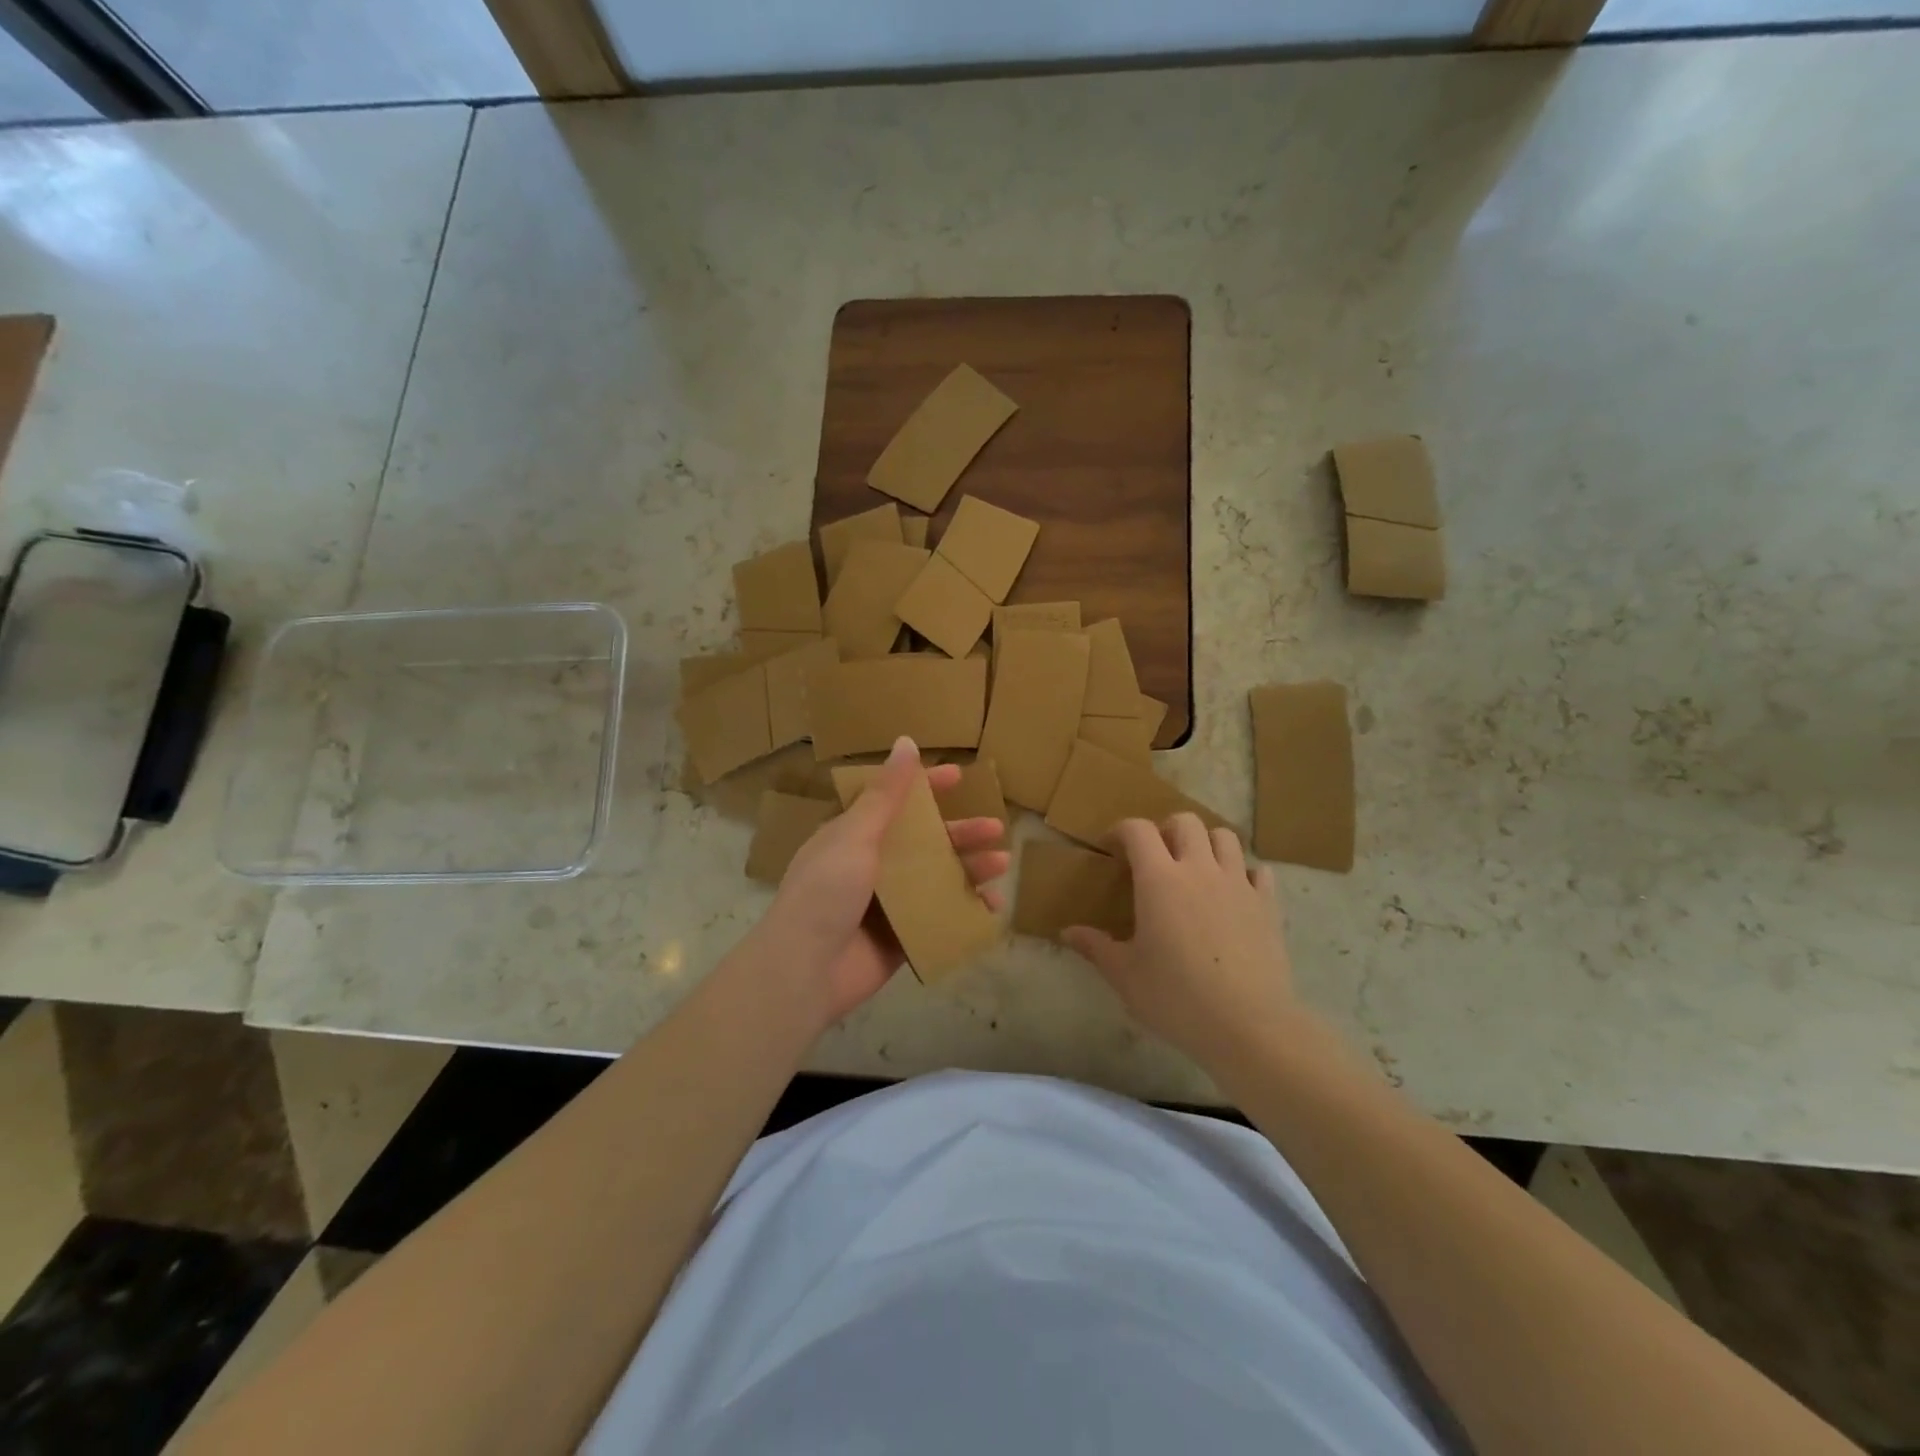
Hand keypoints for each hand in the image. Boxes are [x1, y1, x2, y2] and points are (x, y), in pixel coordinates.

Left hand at [760, 737, 1007, 1027]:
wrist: (805, 971)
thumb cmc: (826, 892)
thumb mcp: (855, 835)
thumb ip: (885, 795)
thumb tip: (905, 742)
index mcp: (854, 836)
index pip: (894, 802)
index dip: (926, 787)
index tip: (959, 777)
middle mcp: (872, 865)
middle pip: (925, 842)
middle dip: (960, 834)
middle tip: (996, 829)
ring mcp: (888, 903)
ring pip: (937, 879)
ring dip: (969, 869)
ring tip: (1001, 865)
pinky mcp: (901, 937)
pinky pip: (940, 917)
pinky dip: (966, 911)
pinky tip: (991, 908)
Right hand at [1063, 814, 1295, 1075]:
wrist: (1248, 1025)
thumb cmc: (1176, 997)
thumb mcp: (1125, 975)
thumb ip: (1096, 947)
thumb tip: (1067, 932)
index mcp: (1159, 879)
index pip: (1138, 830)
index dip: (1121, 830)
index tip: (1112, 847)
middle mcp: (1199, 869)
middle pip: (1185, 822)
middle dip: (1166, 830)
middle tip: (1155, 857)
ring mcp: (1238, 884)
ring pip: (1225, 837)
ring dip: (1206, 843)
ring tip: (1196, 868)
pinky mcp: (1267, 904)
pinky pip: (1258, 871)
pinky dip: (1244, 873)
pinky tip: (1234, 893)